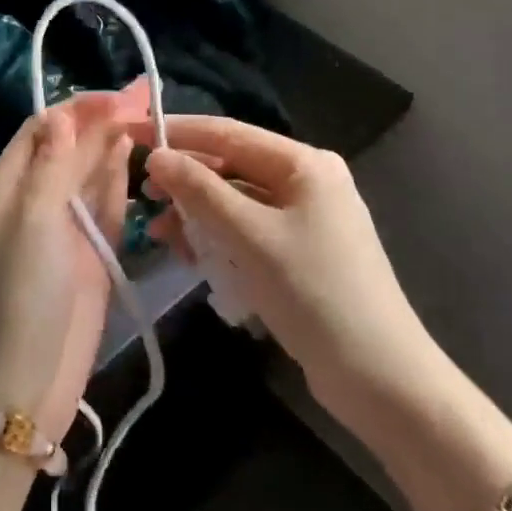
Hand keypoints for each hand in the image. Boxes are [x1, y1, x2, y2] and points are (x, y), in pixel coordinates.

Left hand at [0, 84, 145, 442]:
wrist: (19, 384)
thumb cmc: (17, 294)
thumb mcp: (30, 221)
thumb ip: (52, 166)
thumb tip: (65, 115)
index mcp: (10, 183)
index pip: (47, 128)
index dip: (83, 109)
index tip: (124, 97)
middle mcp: (37, 198)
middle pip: (74, 146)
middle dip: (107, 120)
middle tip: (151, 95)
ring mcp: (67, 227)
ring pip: (94, 173)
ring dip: (118, 144)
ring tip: (153, 115)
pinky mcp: (93, 253)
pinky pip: (109, 205)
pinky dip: (122, 180)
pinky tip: (139, 158)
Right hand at [141, 117, 439, 426]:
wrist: (380, 378)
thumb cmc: (315, 293)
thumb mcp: (250, 236)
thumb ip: (201, 191)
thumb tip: (157, 157)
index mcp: (304, 164)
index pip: (228, 133)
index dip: (177, 132)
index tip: (130, 133)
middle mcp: (306, 182)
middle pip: (231, 168)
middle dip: (185, 182)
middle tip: (143, 197)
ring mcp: (304, 219)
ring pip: (235, 203)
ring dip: (197, 216)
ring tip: (159, 235)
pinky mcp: (299, 253)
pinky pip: (247, 232)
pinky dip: (218, 240)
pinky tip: (191, 256)